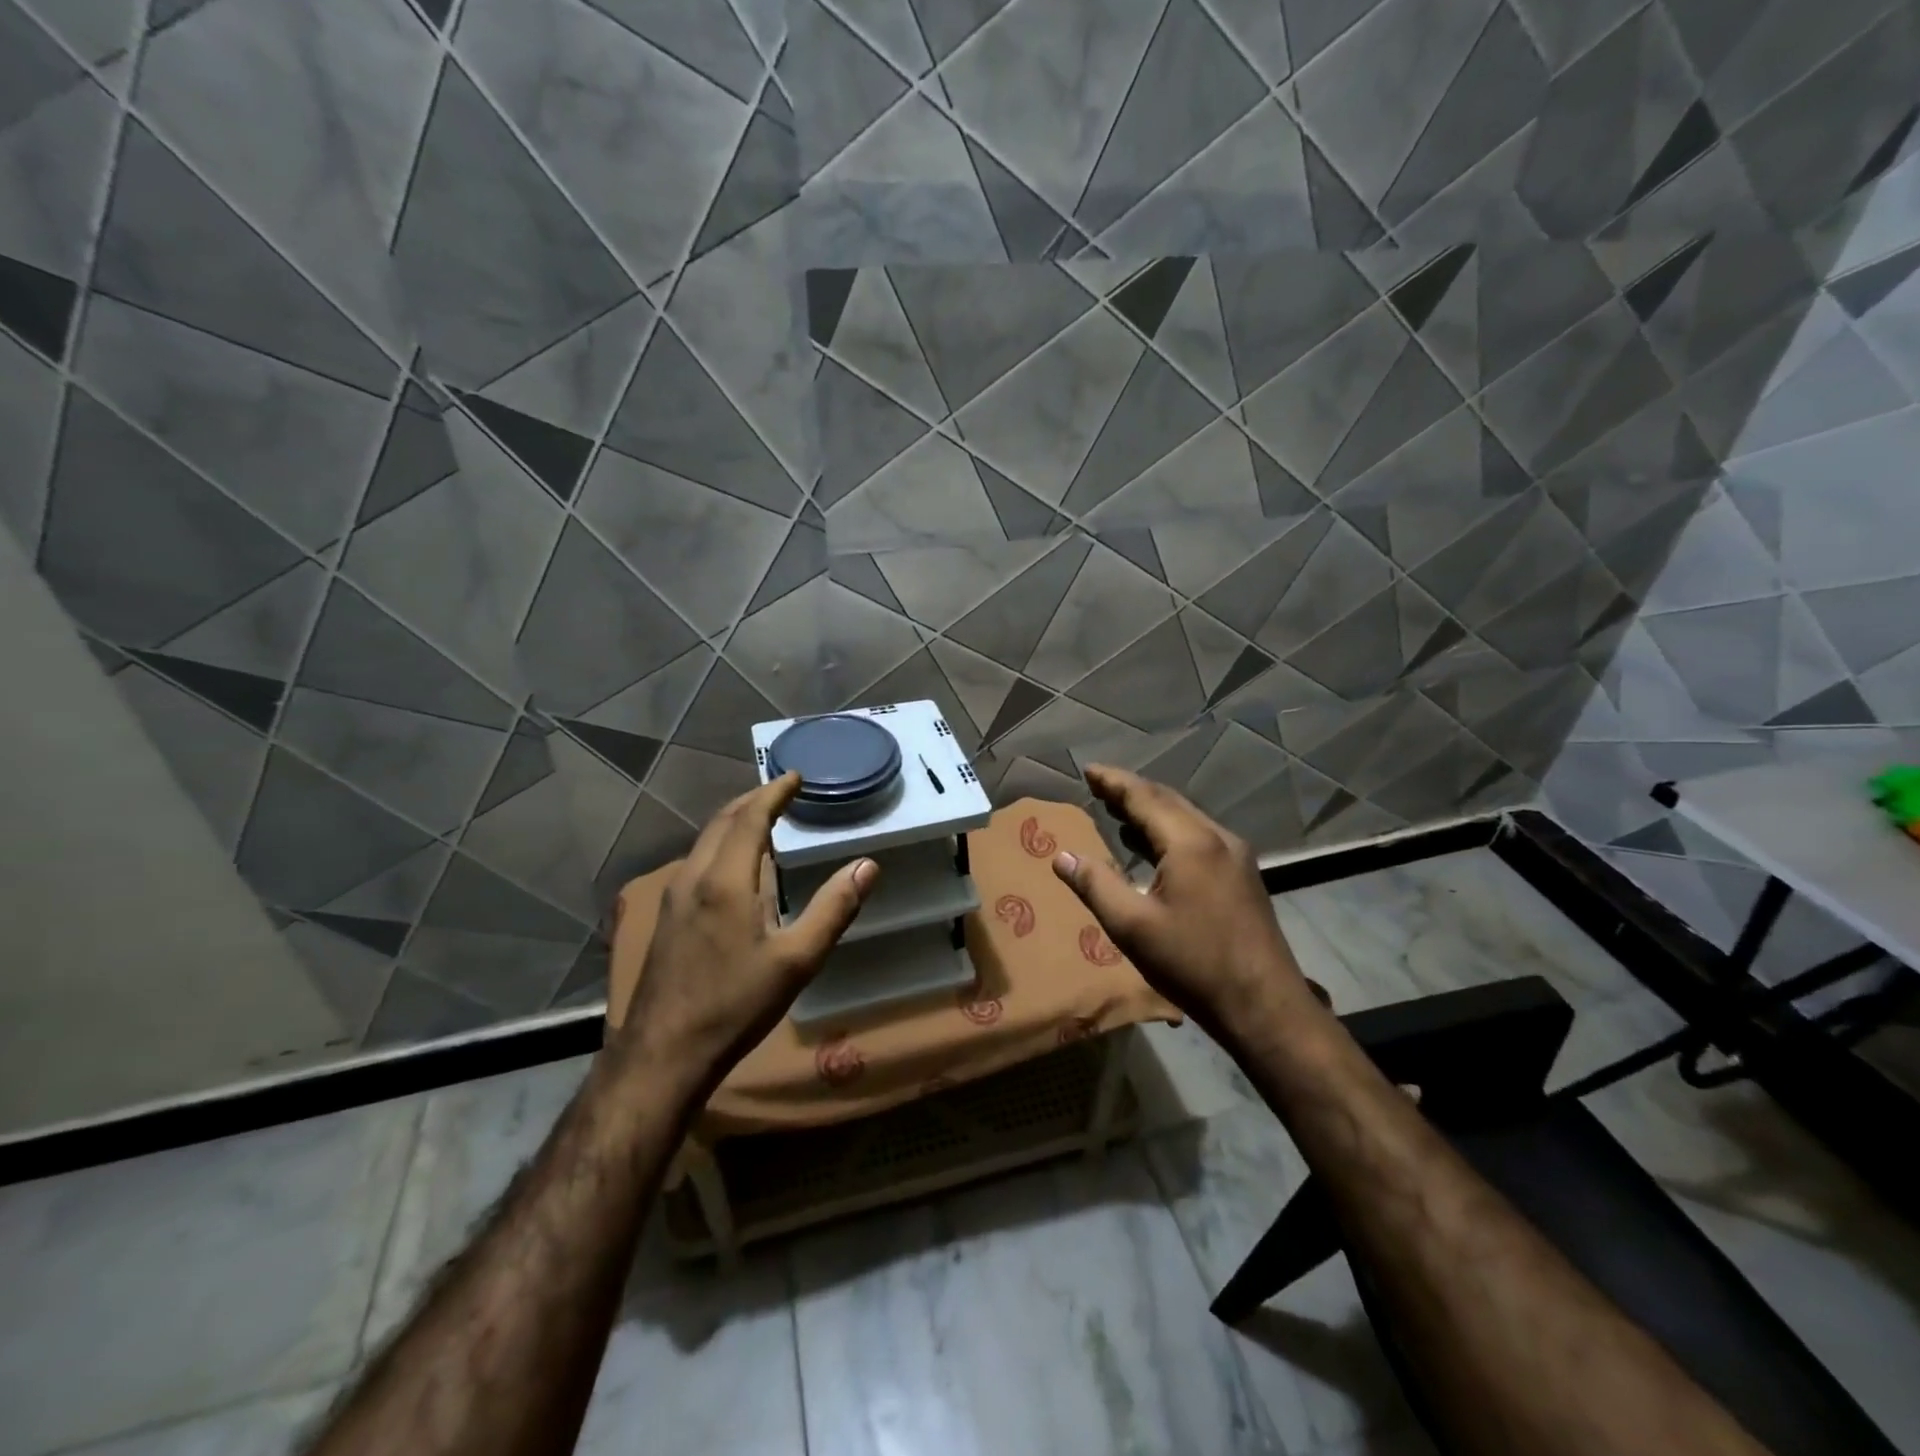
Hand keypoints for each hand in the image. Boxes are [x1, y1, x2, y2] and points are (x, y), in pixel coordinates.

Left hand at [612, 773, 875, 1094]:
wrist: (662, 1055)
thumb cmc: (735, 1005)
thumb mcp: (796, 961)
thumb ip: (833, 909)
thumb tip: (868, 866)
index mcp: (725, 880)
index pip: (750, 818)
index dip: (773, 793)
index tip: (794, 776)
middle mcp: (693, 877)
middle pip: (721, 821)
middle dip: (752, 800)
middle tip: (782, 791)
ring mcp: (674, 898)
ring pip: (705, 841)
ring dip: (734, 821)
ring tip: (763, 820)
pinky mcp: (666, 918)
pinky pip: (696, 861)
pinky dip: (721, 844)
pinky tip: (736, 867)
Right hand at [1052, 765, 1314, 1044]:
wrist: (1264, 1005)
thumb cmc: (1193, 963)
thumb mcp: (1132, 926)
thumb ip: (1095, 885)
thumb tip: (1062, 856)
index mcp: (1190, 842)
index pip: (1144, 797)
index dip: (1113, 782)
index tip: (1087, 769)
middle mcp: (1217, 838)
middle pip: (1168, 801)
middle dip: (1131, 791)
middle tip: (1098, 786)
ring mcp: (1235, 857)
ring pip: (1186, 818)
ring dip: (1151, 811)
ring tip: (1117, 812)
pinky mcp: (1242, 876)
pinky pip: (1199, 837)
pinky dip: (1169, 831)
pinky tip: (1153, 847)